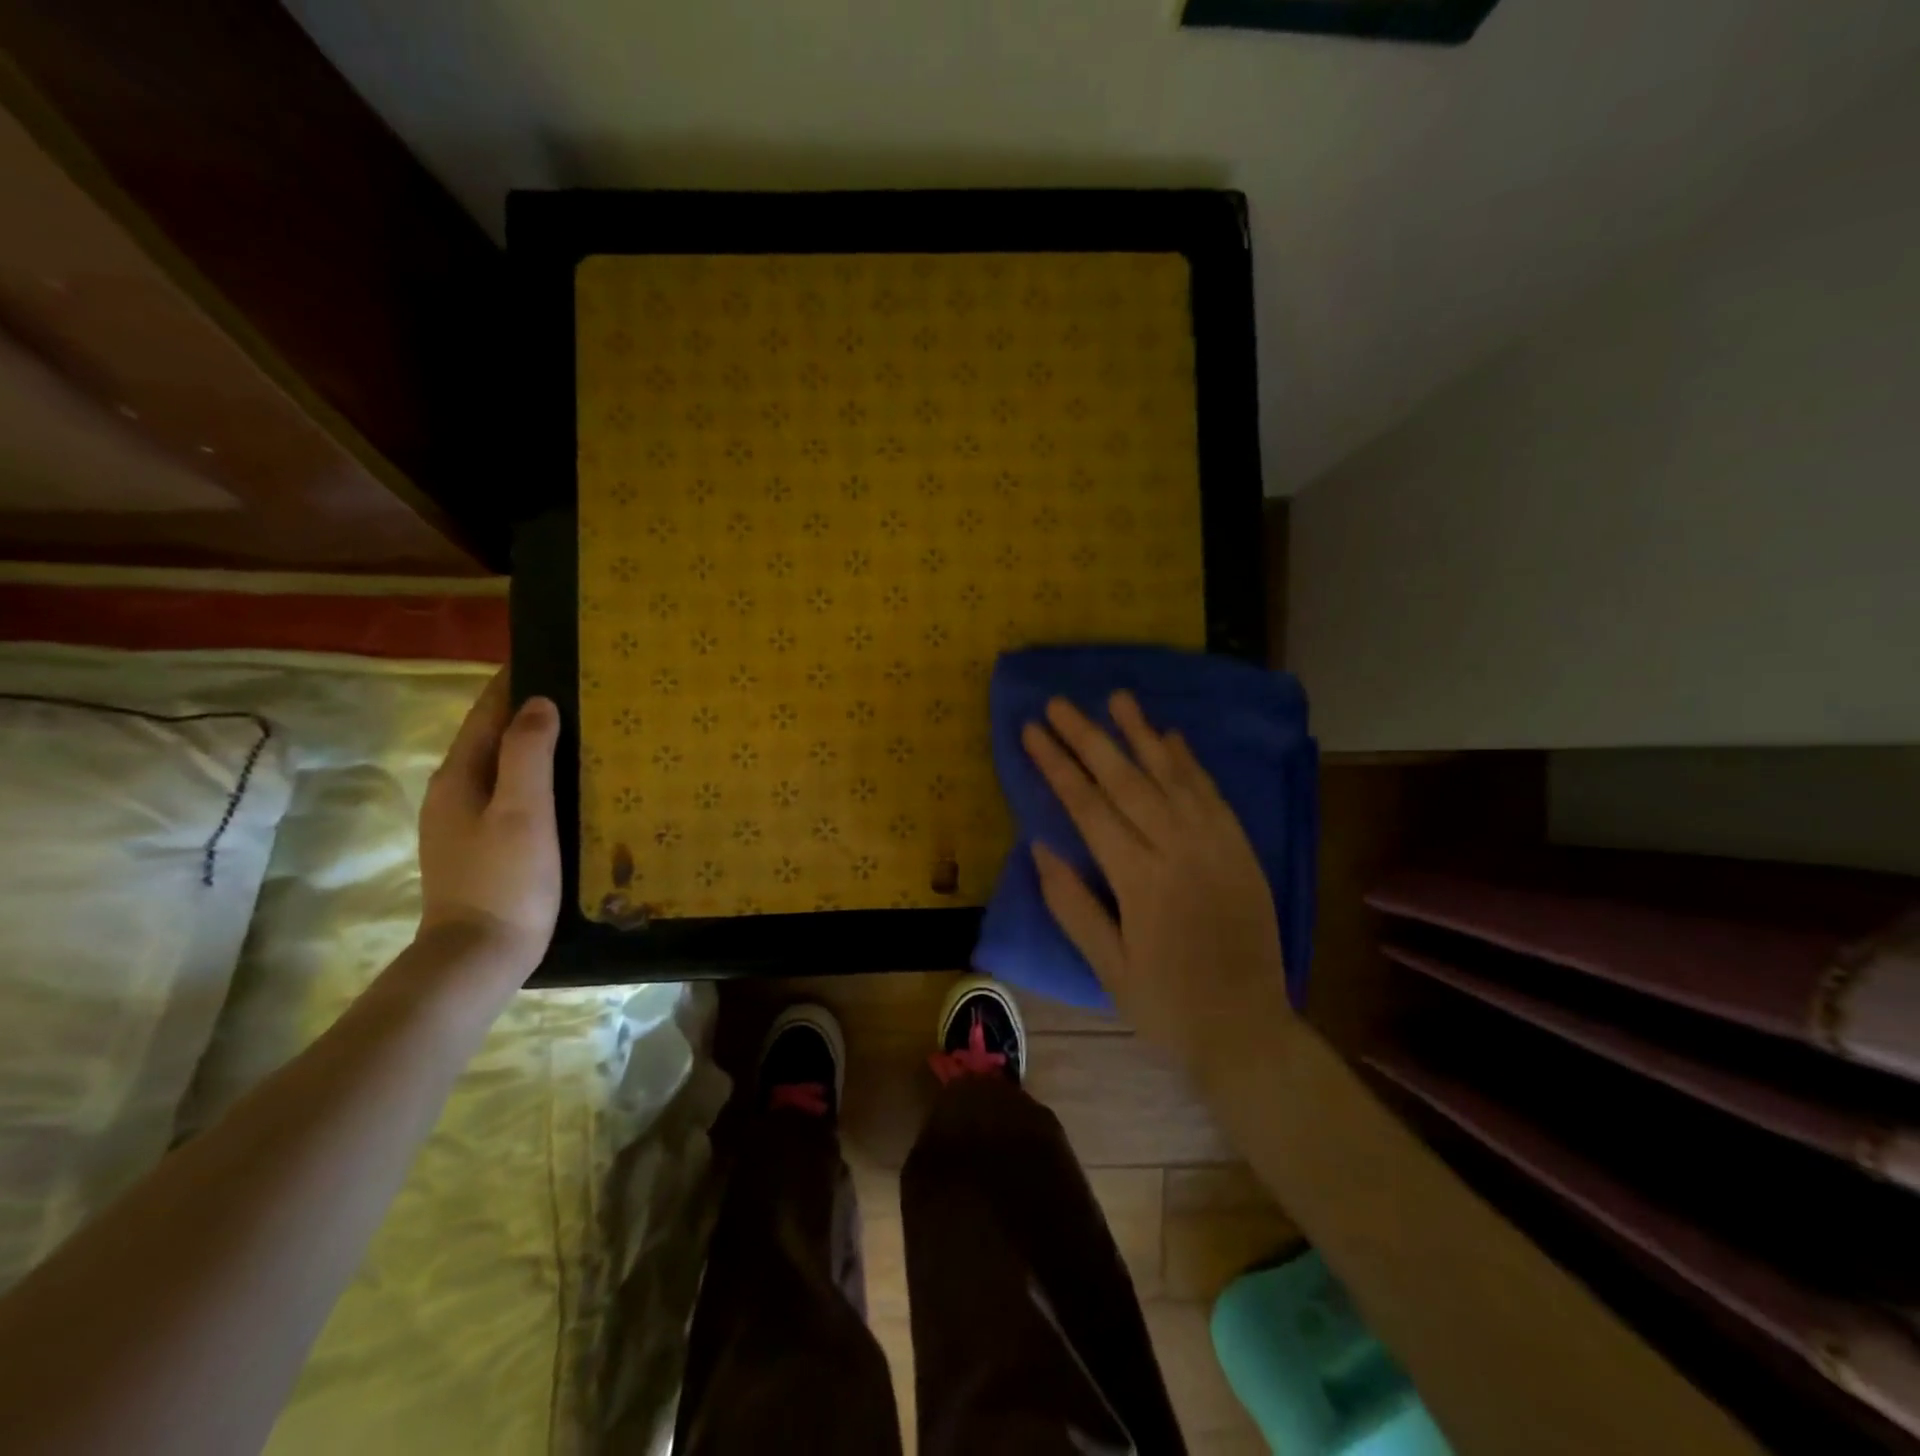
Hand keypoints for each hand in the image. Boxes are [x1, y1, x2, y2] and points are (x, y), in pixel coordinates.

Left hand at [417, 672, 561, 984]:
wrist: (480, 956)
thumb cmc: (506, 880)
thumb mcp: (523, 811)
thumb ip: (527, 753)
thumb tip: (538, 702)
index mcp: (460, 776)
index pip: (486, 712)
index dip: (514, 682)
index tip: (552, 657)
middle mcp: (454, 792)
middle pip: (491, 737)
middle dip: (528, 710)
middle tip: (581, 694)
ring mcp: (464, 823)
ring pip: (501, 767)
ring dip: (533, 745)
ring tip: (580, 732)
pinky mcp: (481, 846)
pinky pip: (509, 794)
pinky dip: (534, 777)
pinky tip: (564, 786)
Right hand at [1022, 692, 1291, 1068]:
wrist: (1248, 1030)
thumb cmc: (1166, 1006)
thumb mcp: (1107, 967)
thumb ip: (1072, 904)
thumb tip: (1039, 847)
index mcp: (1139, 881)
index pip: (1088, 807)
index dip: (1057, 766)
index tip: (1033, 731)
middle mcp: (1178, 850)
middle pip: (1125, 780)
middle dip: (1088, 737)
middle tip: (1059, 703)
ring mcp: (1215, 845)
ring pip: (1171, 776)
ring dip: (1140, 734)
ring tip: (1116, 697)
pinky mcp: (1241, 849)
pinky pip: (1211, 794)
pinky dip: (1188, 762)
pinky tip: (1169, 736)